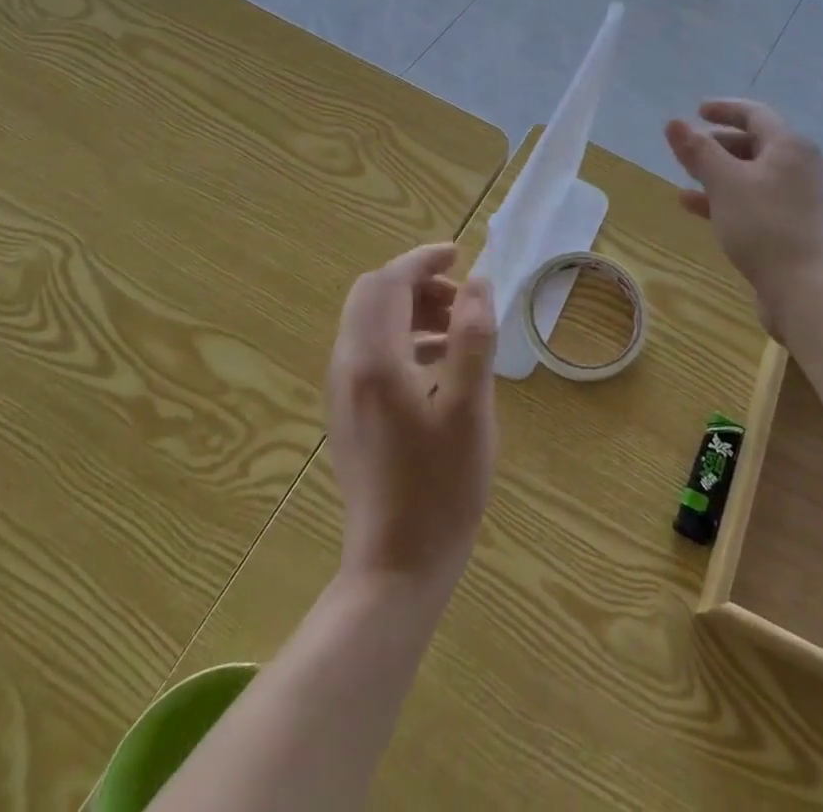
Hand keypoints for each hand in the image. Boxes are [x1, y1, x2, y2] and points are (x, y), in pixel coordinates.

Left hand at [327, 244, 497, 600]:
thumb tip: (478, 283)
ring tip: (459, 329)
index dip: (423, 260)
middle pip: (372, 296)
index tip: (459, 255)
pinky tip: (440, 365)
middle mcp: (348, 366)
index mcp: (374, 359)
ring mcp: (344, 392)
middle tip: (462, 299)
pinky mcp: (349, 414)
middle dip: (416, 284)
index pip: (389, 282)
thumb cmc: (440, 486)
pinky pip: (370, 352)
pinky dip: (403, 339)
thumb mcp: (470, 407)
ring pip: (370, 323)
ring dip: (411, 310)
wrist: (396, 567)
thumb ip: (473, 337)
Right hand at [665, 99, 822, 319]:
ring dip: (718, 173)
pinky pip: (754, 200)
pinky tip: (693, 206)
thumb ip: (698, 151)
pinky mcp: (792, 226)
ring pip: (752, 175)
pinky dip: (726, 198)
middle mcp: (800, 166)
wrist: (805, 290)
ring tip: (686, 176)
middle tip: (687, 149)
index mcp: (790, 146)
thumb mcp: (724, 183)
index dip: (724, 109)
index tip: (697, 110)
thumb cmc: (763, 225)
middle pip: (755, 144)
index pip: (755, 114)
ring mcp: (799, 199)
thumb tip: (674, 123)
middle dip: (718, 144)